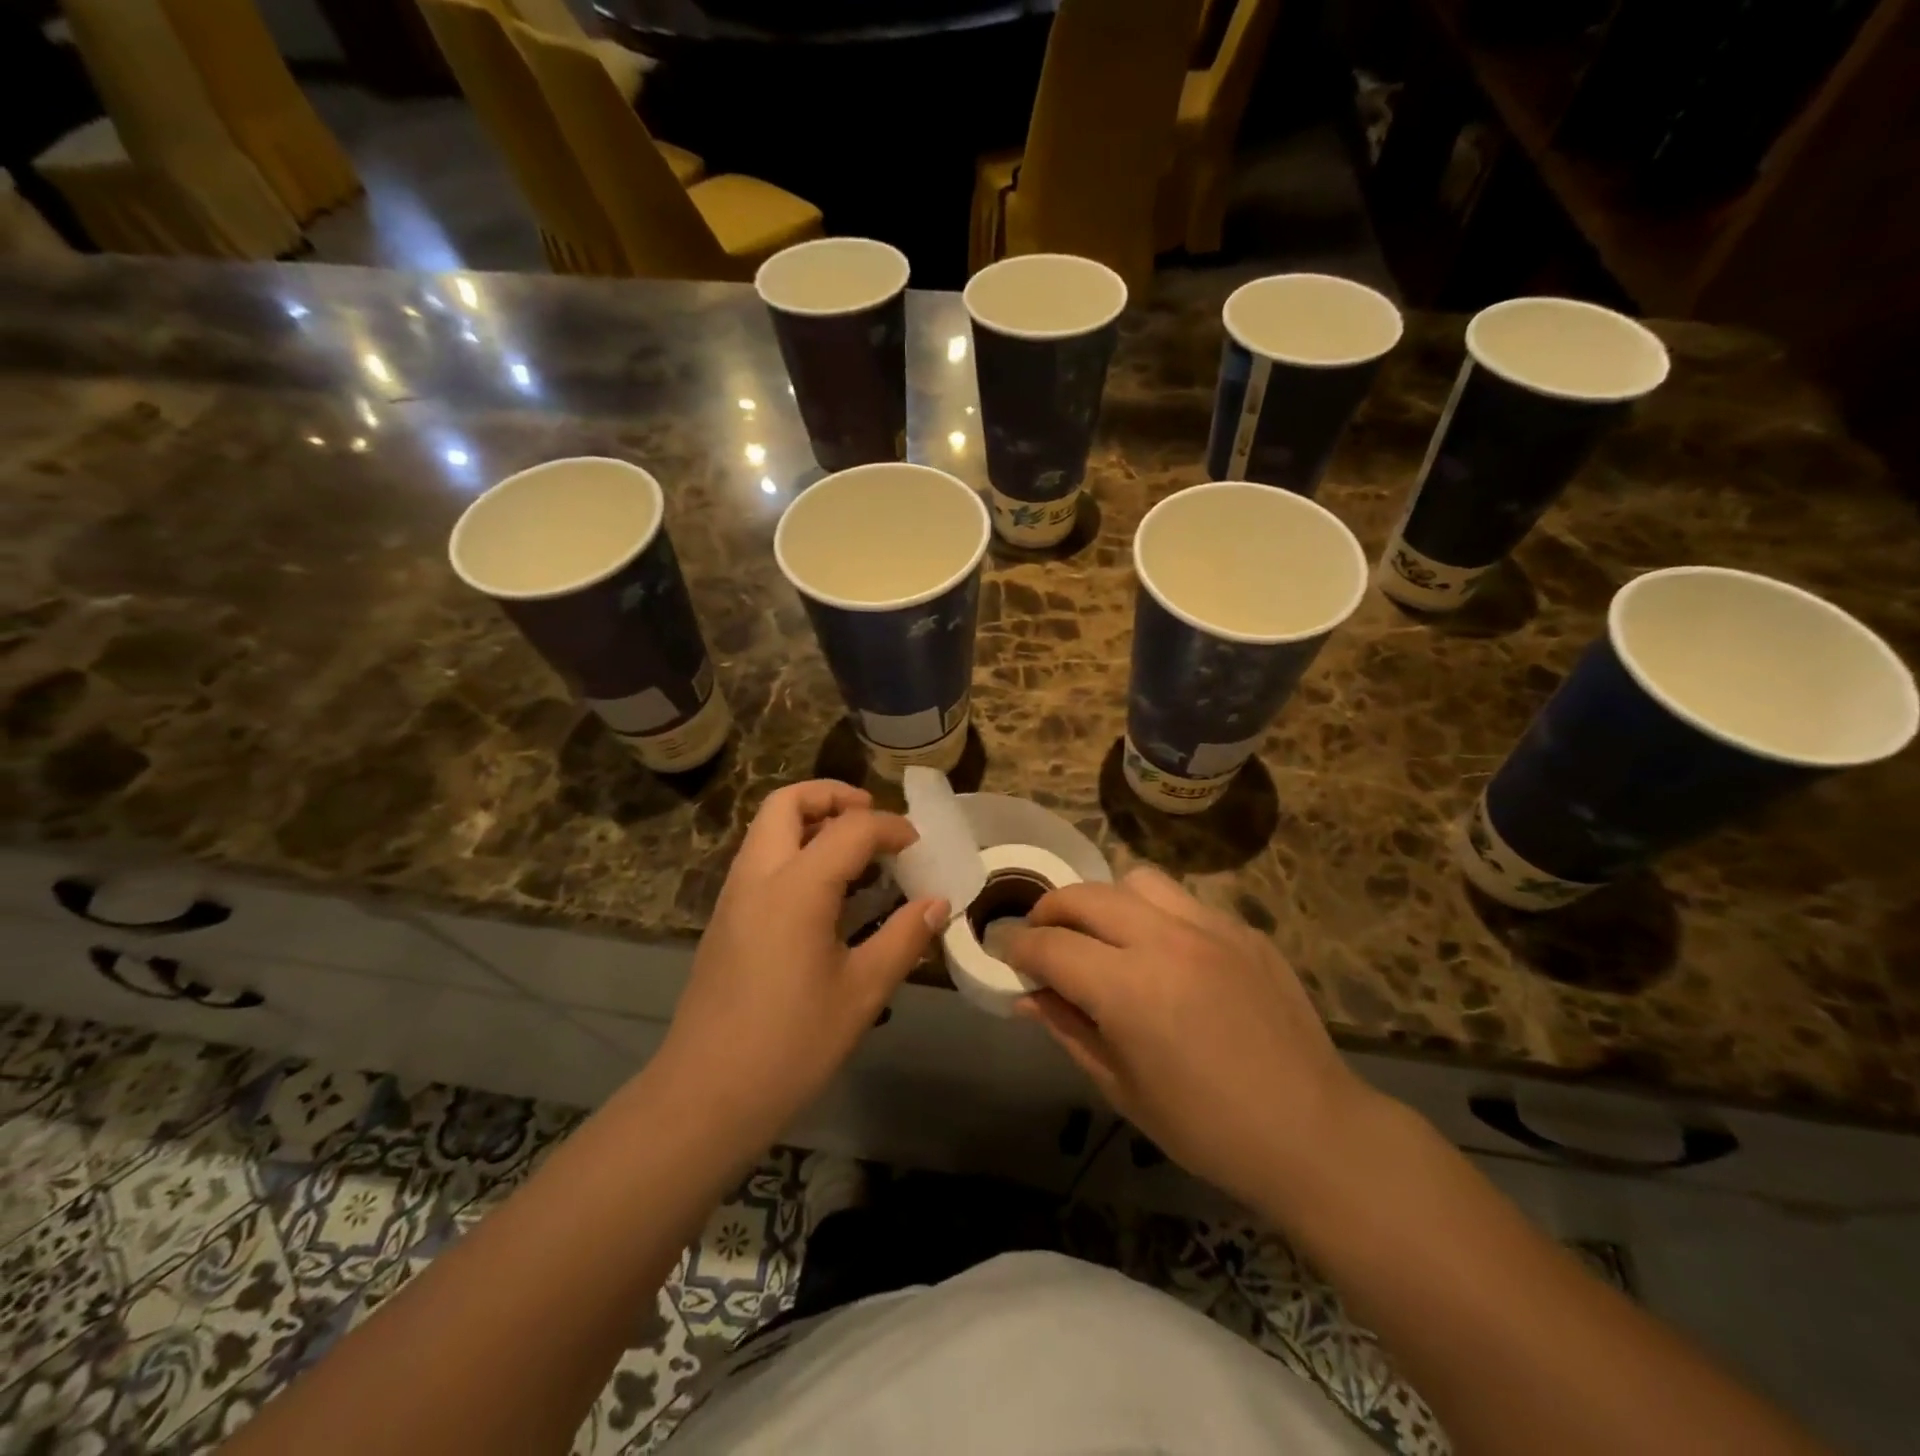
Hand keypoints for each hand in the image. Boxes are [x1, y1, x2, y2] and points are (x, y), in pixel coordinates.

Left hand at [657, 781, 946, 1145]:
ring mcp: (734, 896)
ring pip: (767, 827)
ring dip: (811, 821)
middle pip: (787, 802)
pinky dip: (795, 850)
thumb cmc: (791, 1044)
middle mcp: (758, 876)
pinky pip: (761, 859)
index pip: (850, 828)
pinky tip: (826, 894)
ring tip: (855, 854)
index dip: (891, 828)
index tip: (919, 847)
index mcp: (796, 888)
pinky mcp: (725, 919)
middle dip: (832, 795)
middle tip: (872, 818)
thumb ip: (904, 937)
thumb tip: (938, 902)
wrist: (706, 1095)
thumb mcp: (862, 992)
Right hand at [1004, 865, 1371, 1209]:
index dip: (1018, 948)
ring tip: (1107, 936)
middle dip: (1050, 912)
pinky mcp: (1243, 930)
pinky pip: (1184, 902)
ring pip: (1135, 882)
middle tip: (1043, 938)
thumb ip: (1068, 1027)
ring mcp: (1210, 928)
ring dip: (1105, 902)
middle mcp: (1164, 941)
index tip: (1008, 956)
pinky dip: (1156, 916)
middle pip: (1084, 896)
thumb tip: (1028, 994)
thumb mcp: (1120, 1087)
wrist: (1311, 1133)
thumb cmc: (1206, 1128)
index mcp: (1128, 989)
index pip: (1050, 945)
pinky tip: (1167, 954)